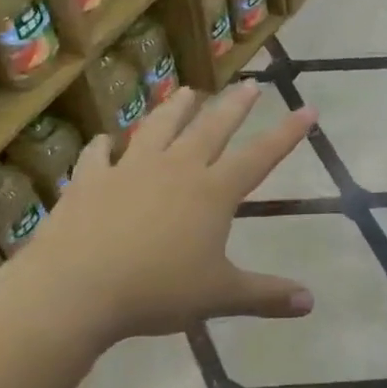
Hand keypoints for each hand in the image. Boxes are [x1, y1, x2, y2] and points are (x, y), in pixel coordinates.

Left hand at [24, 83, 316, 345]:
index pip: (260, 156)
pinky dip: (104, 146)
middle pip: (212, 128)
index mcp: (212, 192)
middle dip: (235, 106)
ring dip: (175, 108)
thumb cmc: (156, 291)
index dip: (287, 133)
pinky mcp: (90, 179)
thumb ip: (265, 295)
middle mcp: (176, 169)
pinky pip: (99, 155)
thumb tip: (310, 302)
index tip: (307, 108)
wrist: (76, 288)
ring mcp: (130, 169)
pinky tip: (105, 141)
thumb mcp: (219, 296)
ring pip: (159, 128)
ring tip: (187, 91)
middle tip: (250, 85)